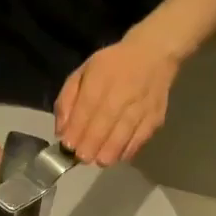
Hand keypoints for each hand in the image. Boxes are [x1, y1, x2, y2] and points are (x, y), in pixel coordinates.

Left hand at [54, 25, 182, 166]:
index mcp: (101, 78)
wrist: (154, 55)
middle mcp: (122, 92)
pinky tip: (116, 156)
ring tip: (98, 161)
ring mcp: (141, 106)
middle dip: (90, 146)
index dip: (76, 131)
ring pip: (122, 136)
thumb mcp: (83, 73)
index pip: (86, 108)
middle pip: (104, 125)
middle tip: (82, 158)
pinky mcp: (155, 117)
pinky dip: (127, 151)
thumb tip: (61, 132)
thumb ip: (67, 101)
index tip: (68, 147)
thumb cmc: (112, 66)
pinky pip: (140, 140)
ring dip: (108, 153)